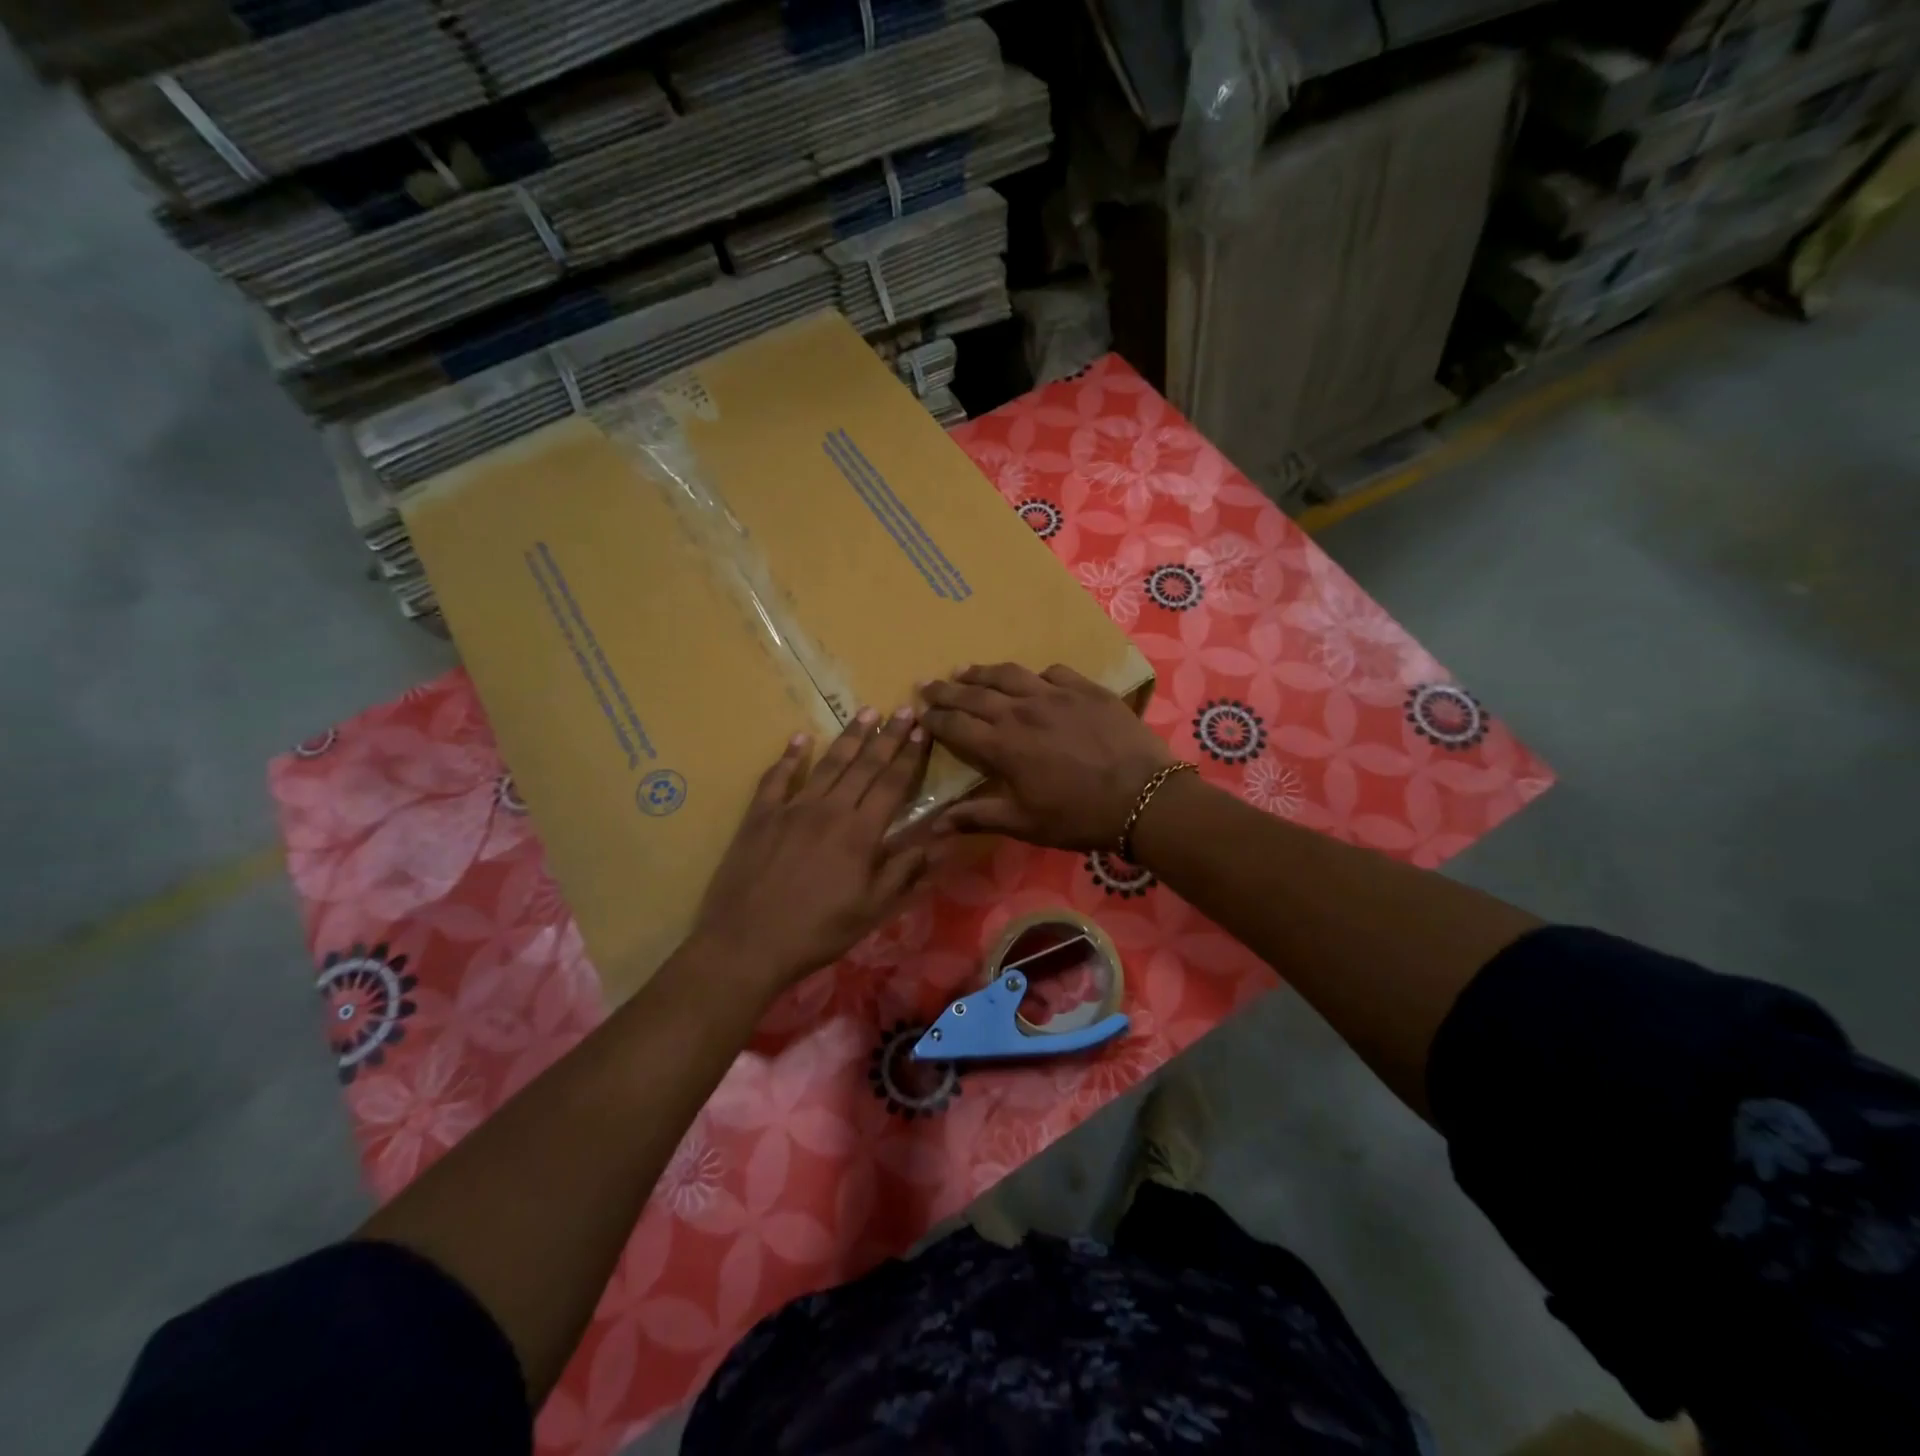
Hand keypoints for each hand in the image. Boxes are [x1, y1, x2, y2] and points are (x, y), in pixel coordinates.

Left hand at [690, 707, 932, 998]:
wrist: (747, 943)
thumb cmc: (817, 932)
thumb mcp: (871, 910)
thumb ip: (903, 871)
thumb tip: (938, 840)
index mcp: (860, 833)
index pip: (892, 784)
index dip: (910, 756)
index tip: (922, 730)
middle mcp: (830, 810)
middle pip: (864, 766)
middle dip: (887, 736)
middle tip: (904, 709)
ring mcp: (792, 808)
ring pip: (827, 764)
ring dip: (850, 737)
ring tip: (866, 712)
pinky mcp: (760, 815)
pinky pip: (777, 777)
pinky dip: (789, 756)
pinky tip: (799, 738)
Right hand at [919, 664, 1173, 850]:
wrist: (1144, 797)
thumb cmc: (1080, 817)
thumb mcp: (1026, 824)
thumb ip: (979, 816)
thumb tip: (935, 824)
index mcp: (1003, 746)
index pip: (956, 726)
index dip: (934, 719)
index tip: (919, 713)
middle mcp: (1022, 711)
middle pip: (974, 694)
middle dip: (947, 690)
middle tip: (928, 684)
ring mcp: (1055, 695)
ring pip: (1009, 675)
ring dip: (982, 672)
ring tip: (965, 669)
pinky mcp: (1086, 689)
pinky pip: (1052, 673)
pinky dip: (1035, 676)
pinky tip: (1033, 680)